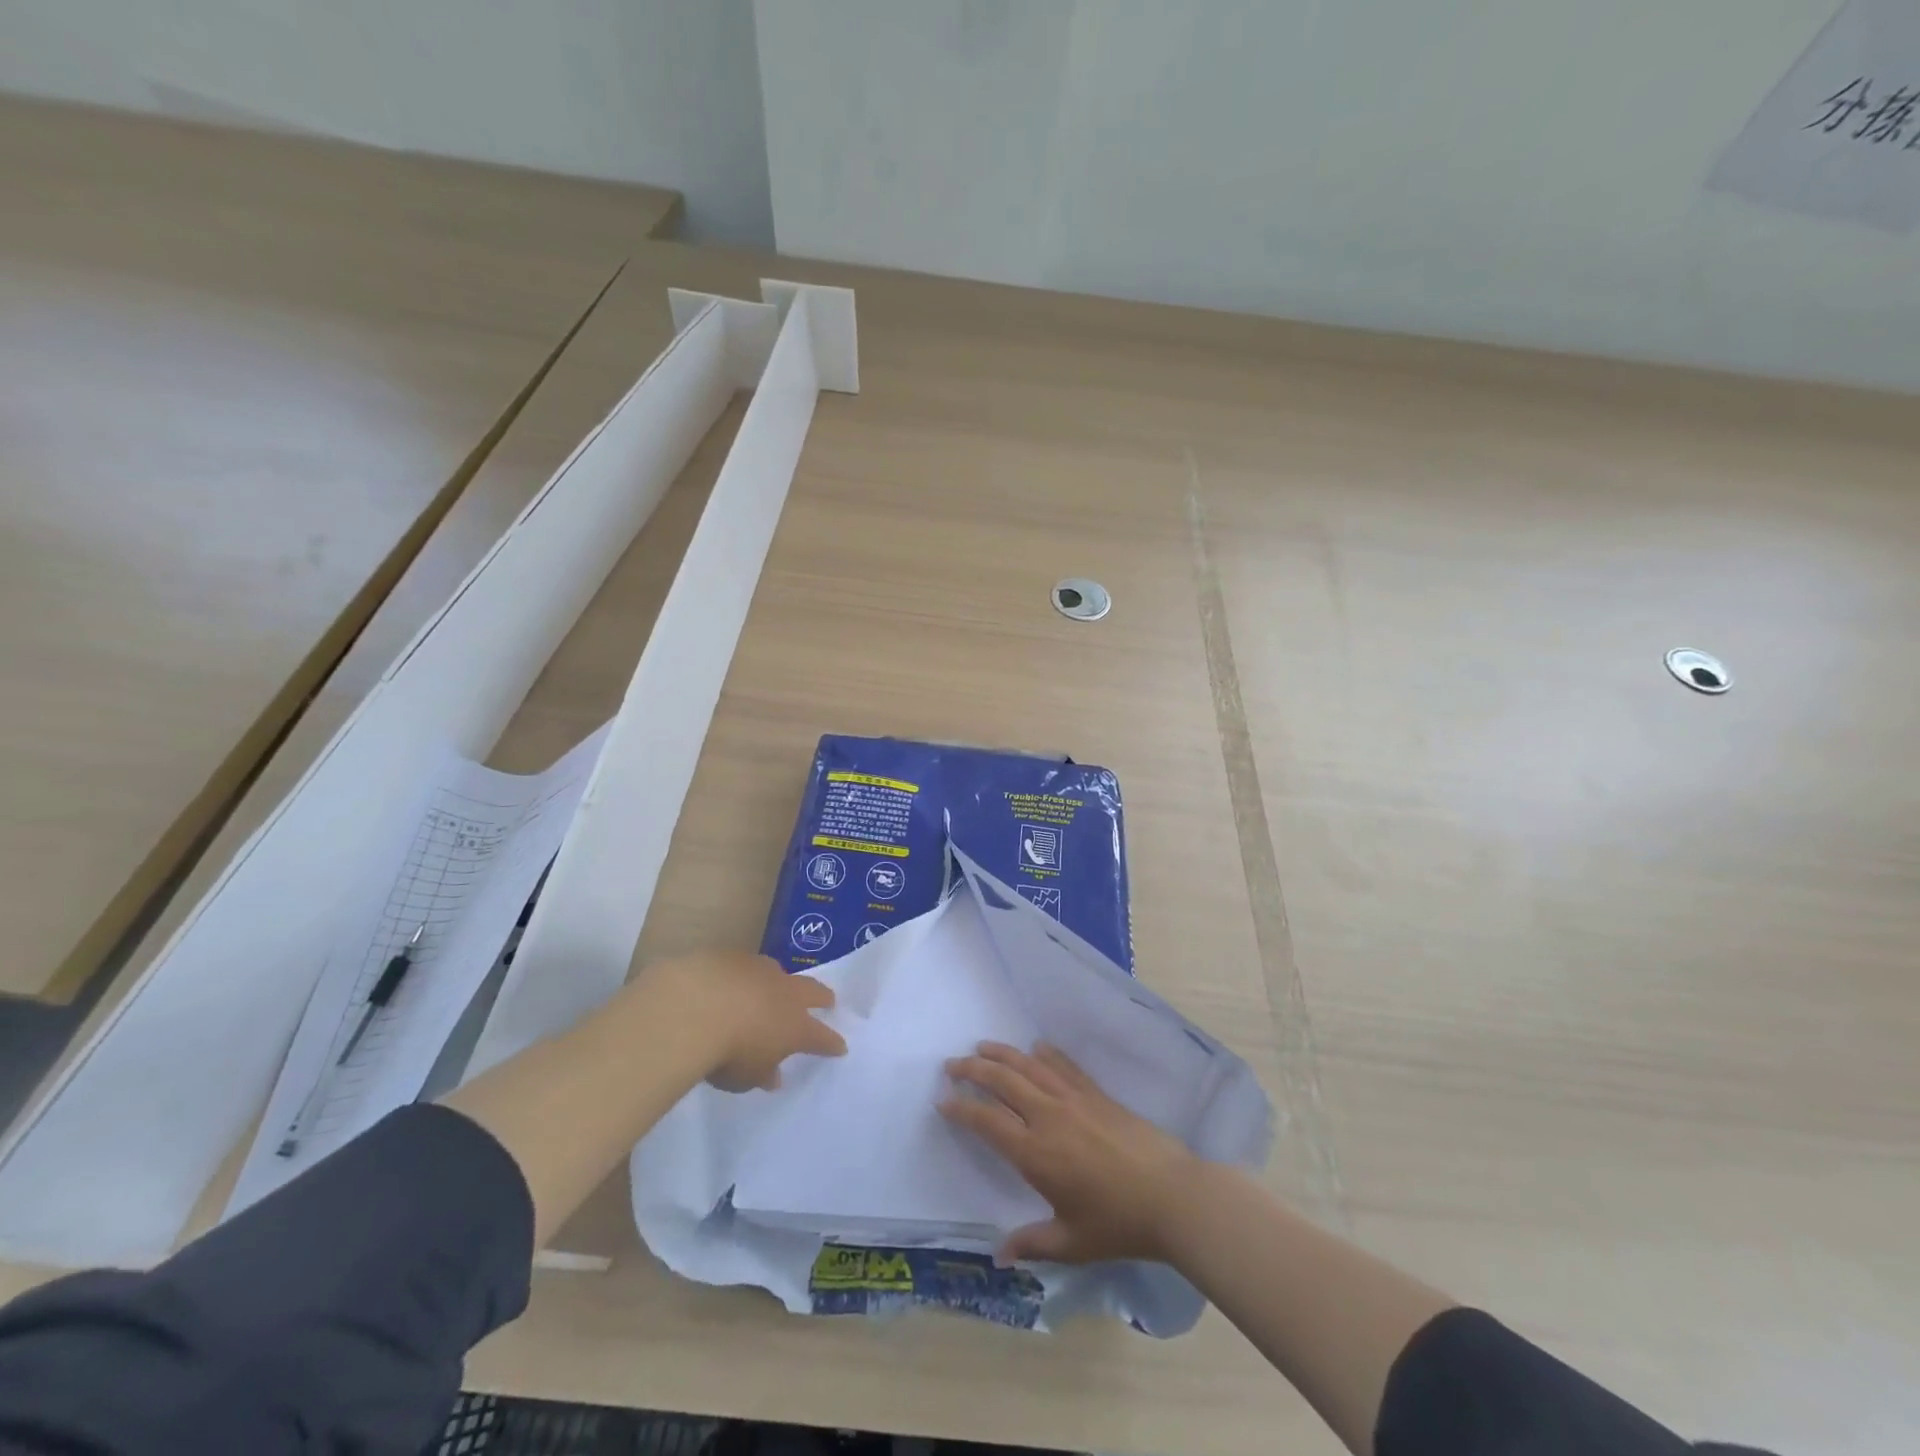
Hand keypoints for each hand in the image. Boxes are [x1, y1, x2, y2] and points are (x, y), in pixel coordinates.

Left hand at [639, 951, 845, 1091]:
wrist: (695, 1007)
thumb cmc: (728, 1053)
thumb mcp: (746, 1078)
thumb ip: (762, 1073)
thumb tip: (773, 1075)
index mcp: (796, 1026)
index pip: (822, 1037)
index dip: (831, 1043)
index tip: (841, 1047)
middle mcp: (785, 993)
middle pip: (812, 991)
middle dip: (822, 997)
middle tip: (828, 1000)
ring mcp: (760, 970)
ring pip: (779, 973)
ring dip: (781, 982)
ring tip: (776, 988)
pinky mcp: (733, 956)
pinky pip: (746, 966)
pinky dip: (745, 976)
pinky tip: (733, 982)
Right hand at [940, 1041, 1198, 1265]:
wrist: (1171, 1195)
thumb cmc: (1118, 1224)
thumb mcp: (1071, 1243)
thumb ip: (1033, 1244)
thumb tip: (1000, 1255)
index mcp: (1035, 1153)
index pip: (987, 1121)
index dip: (962, 1109)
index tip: (942, 1100)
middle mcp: (1048, 1116)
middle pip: (1003, 1081)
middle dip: (973, 1069)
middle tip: (952, 1064)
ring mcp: (1074, 1099)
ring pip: (1029, 1065)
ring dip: (1002, 1053)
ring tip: (983, 1046)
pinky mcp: (1096, 1093)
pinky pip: (1063, 1065)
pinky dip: (1045, 1054)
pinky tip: (1036, 1048)